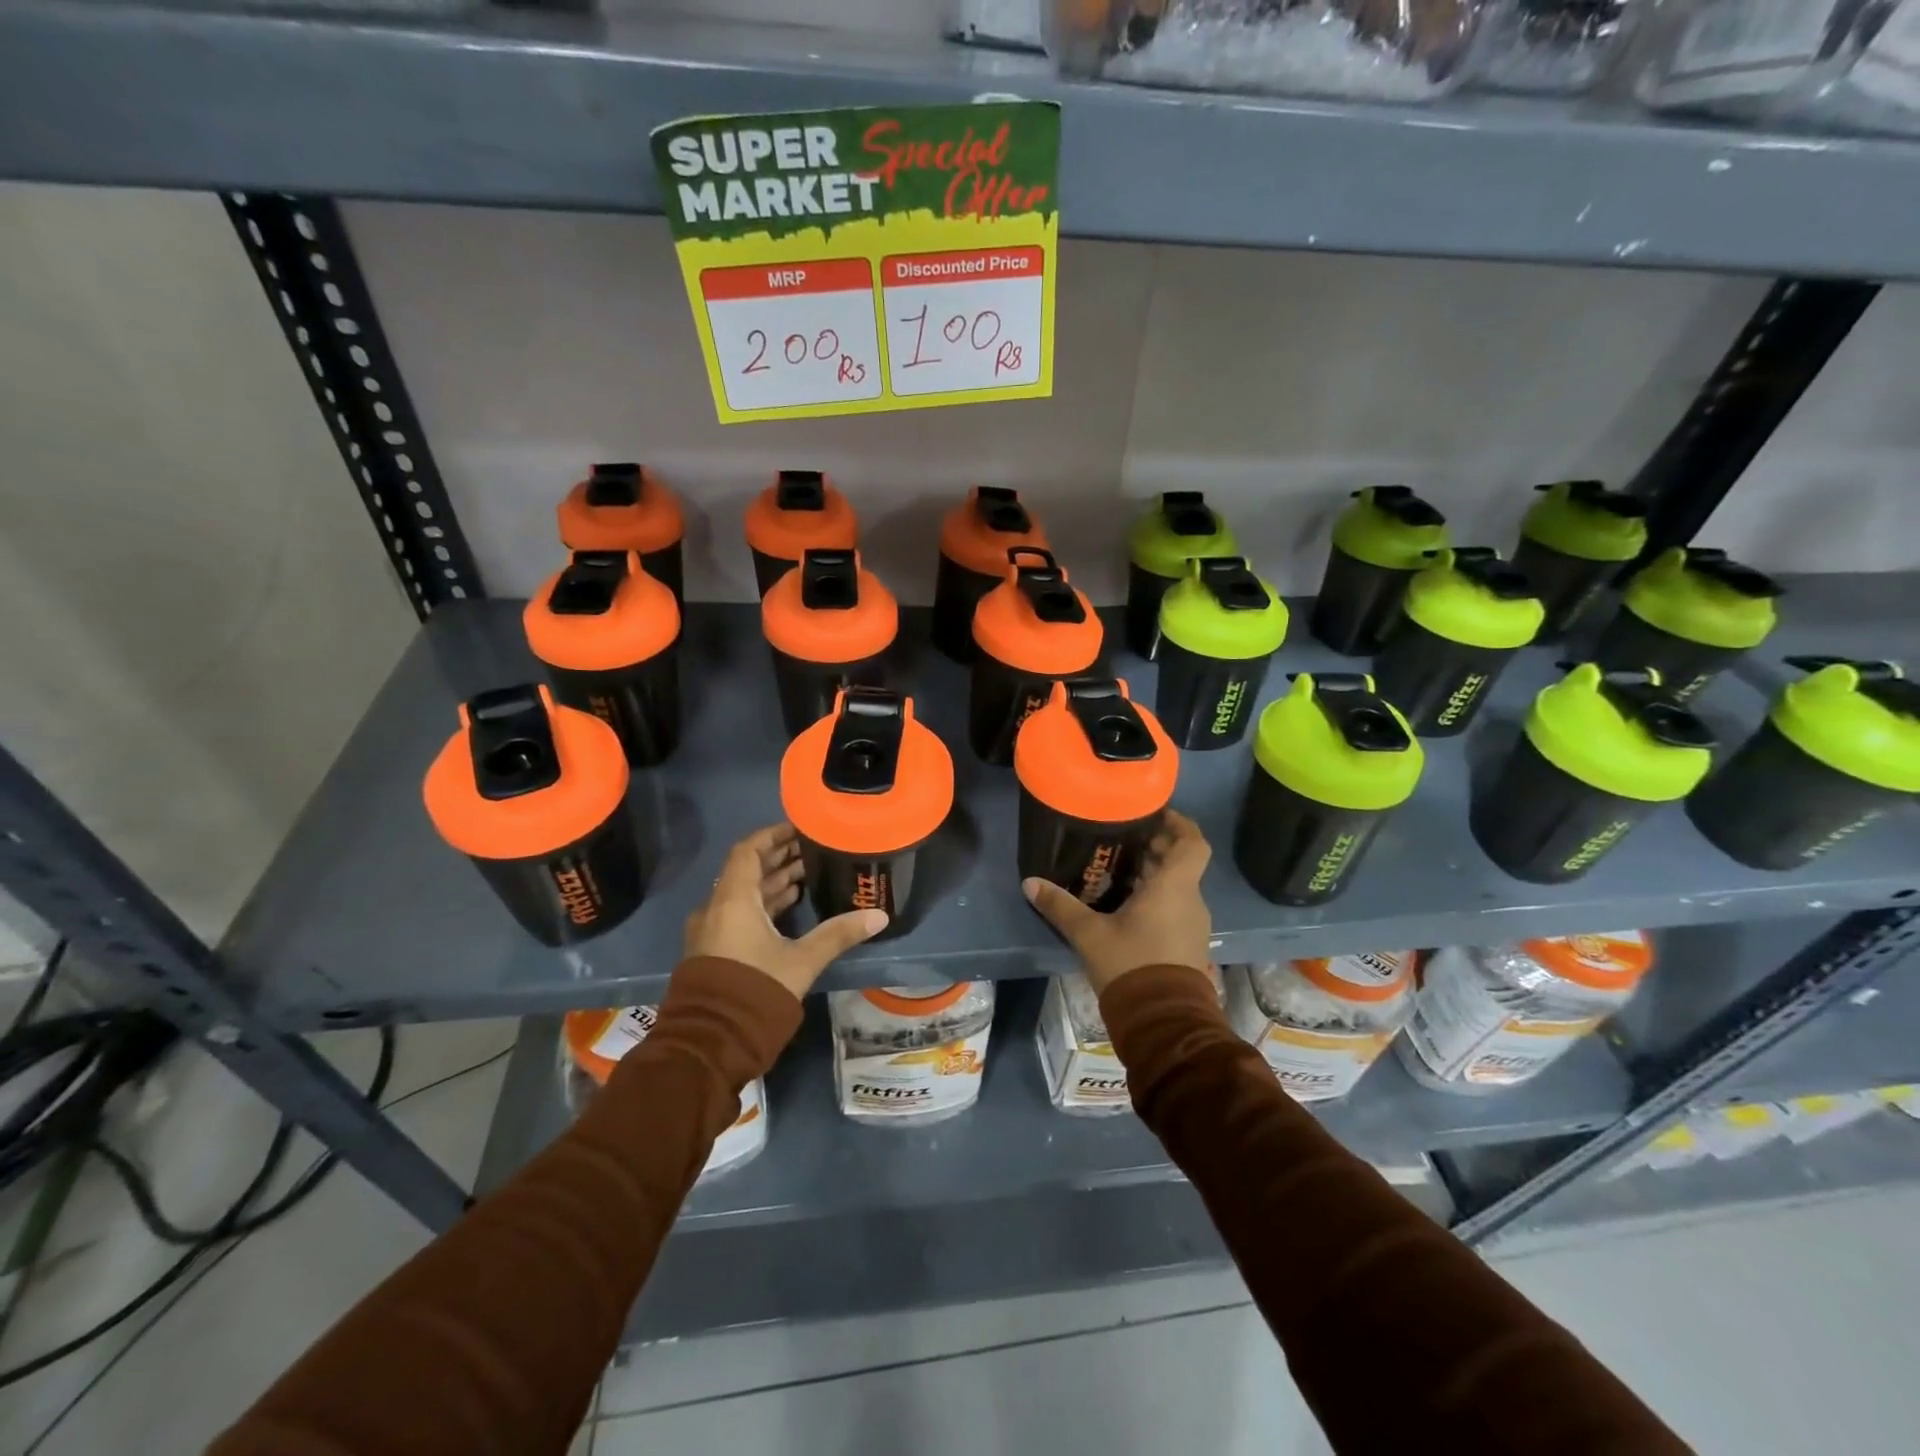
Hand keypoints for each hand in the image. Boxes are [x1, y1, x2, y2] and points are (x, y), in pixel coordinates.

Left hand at [685, 824, 887, 998]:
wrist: (712, 1042)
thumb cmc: (756, 990)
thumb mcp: (802, 960)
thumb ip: (838, 934)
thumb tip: (878, 916)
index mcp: (733, 899)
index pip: (748, 850)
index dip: (773, 835)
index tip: (799, 828)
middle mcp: (717, 908)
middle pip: (747, 870)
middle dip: (779, 858)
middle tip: (812, 849)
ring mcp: (712, 930)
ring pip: (744, 894)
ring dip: (773, 882)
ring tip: (807, 874)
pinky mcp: (715, 950)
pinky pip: (739, 913)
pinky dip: (763, 904)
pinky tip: (791, 907)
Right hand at [1022, 810, 1211, 995]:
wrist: (1164, 1023)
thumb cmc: (1131, 965)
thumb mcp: (1089, 934)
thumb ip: (1060, 906)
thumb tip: (1029, 883)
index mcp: (1174, 887)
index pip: (1193, 842)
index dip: (1179, 823)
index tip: (1156, 813)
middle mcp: (1190, 900)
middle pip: (1181, 862)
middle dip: (1157, 847)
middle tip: (1125, 838)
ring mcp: (1193, 924)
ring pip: (1178, 886)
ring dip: (1156, 874)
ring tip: (1121, 868)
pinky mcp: (1188, 945)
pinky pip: (1176, 908)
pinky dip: (1158, 898)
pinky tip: (1128, 904)